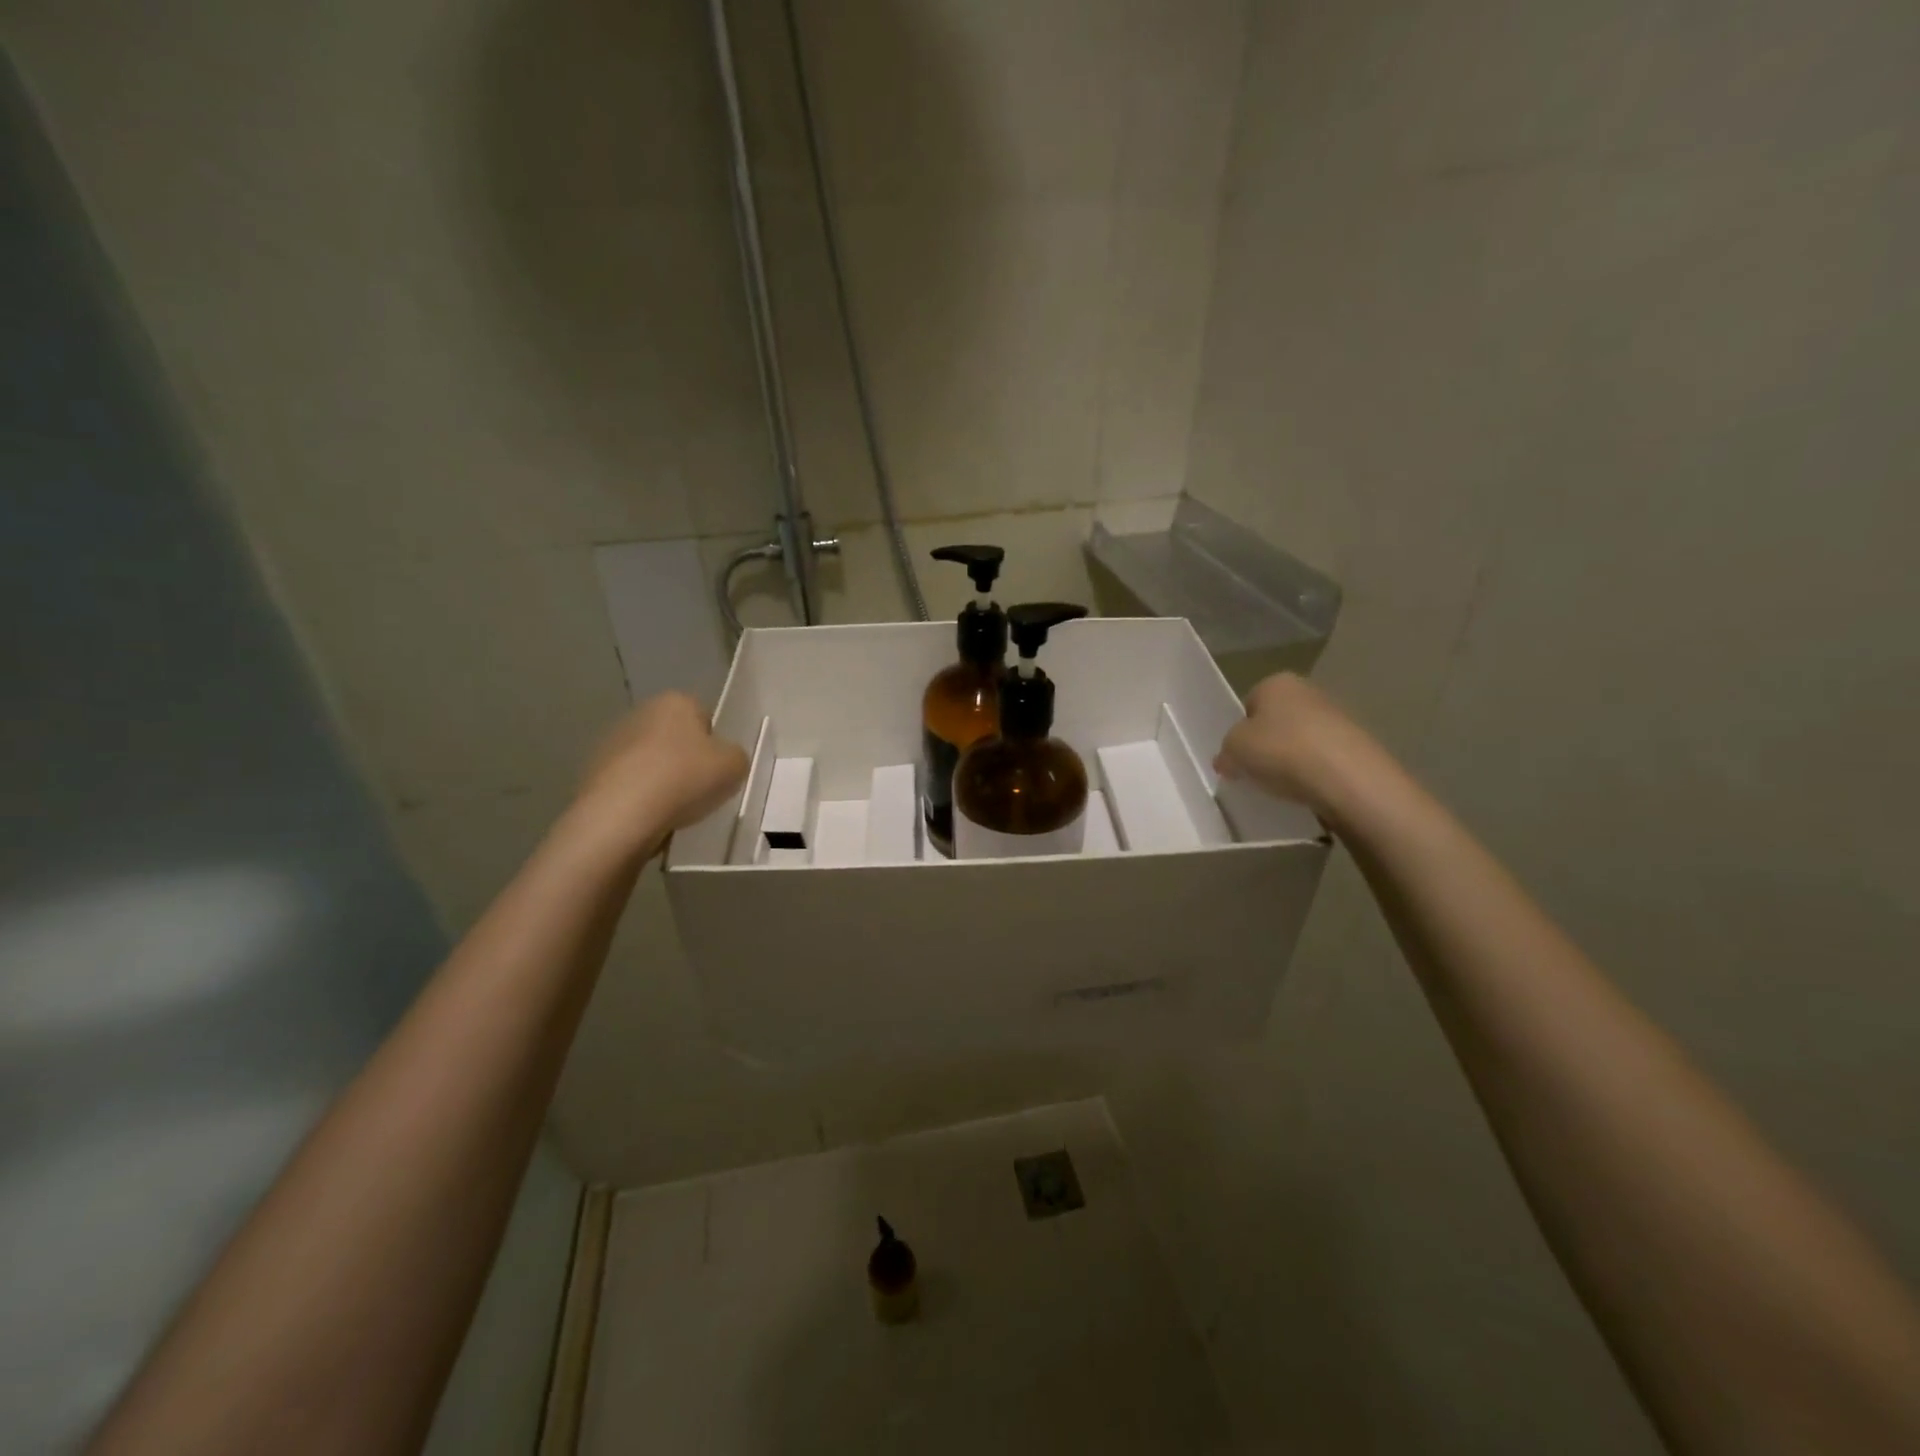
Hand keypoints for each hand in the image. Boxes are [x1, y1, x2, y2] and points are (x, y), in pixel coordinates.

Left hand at [576, 693, 748, 849]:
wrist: (622, 814)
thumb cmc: (685, 778)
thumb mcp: (735, 766)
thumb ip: (736, 757)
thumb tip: (724, 760)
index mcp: (676, 701)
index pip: (705, 717)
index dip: (715, 745)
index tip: (717, 770)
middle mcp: (641, 712)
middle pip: (675, 738)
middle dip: (686, 761)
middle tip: (699, 790)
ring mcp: (612, 742)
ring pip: (651, 761)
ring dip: (662, 780)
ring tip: (673, 810)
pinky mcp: (593, 772)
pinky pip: (630, 784)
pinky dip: (640, 798)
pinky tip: (649, 817)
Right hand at [1214, 673, 1381, 820]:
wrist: (1347, 778)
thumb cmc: (1281, 750)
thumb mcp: (1233, 750)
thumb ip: (1225, 752)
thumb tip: (1227, 760)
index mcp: (1276, 683)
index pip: (1249, 704)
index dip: (1239, 731)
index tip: (1238, 756)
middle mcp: (1308, 691)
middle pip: (1276, 721)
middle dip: (1266, 744)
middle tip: (1256, 771)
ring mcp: (1338, 716)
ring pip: (1301, 740)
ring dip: (1291, 759)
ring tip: (1284, 785)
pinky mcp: (1357, 745)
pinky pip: (1323, 758)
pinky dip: (1314, 773)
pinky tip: (1309, 790)